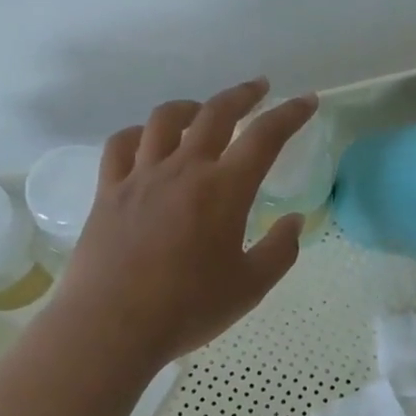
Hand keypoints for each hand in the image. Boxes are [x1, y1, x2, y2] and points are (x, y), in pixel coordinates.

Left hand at [51, 79, 318, 371]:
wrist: (111, 326)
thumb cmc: (187, 308)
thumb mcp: (250, 287)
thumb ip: (280, 250)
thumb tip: (293, 221)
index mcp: (224, 189)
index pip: (265, 136)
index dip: (290, 114)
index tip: (306, 101)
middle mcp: (183, 169)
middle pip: (215, 113)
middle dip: (242, 95)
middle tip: (258, 89)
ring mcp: (141, 176)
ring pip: (165, 119)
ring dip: (190, 106)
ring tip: (202, 111)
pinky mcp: (109, 191)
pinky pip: (120, 145)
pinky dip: (138, 133)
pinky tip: (146, 141)